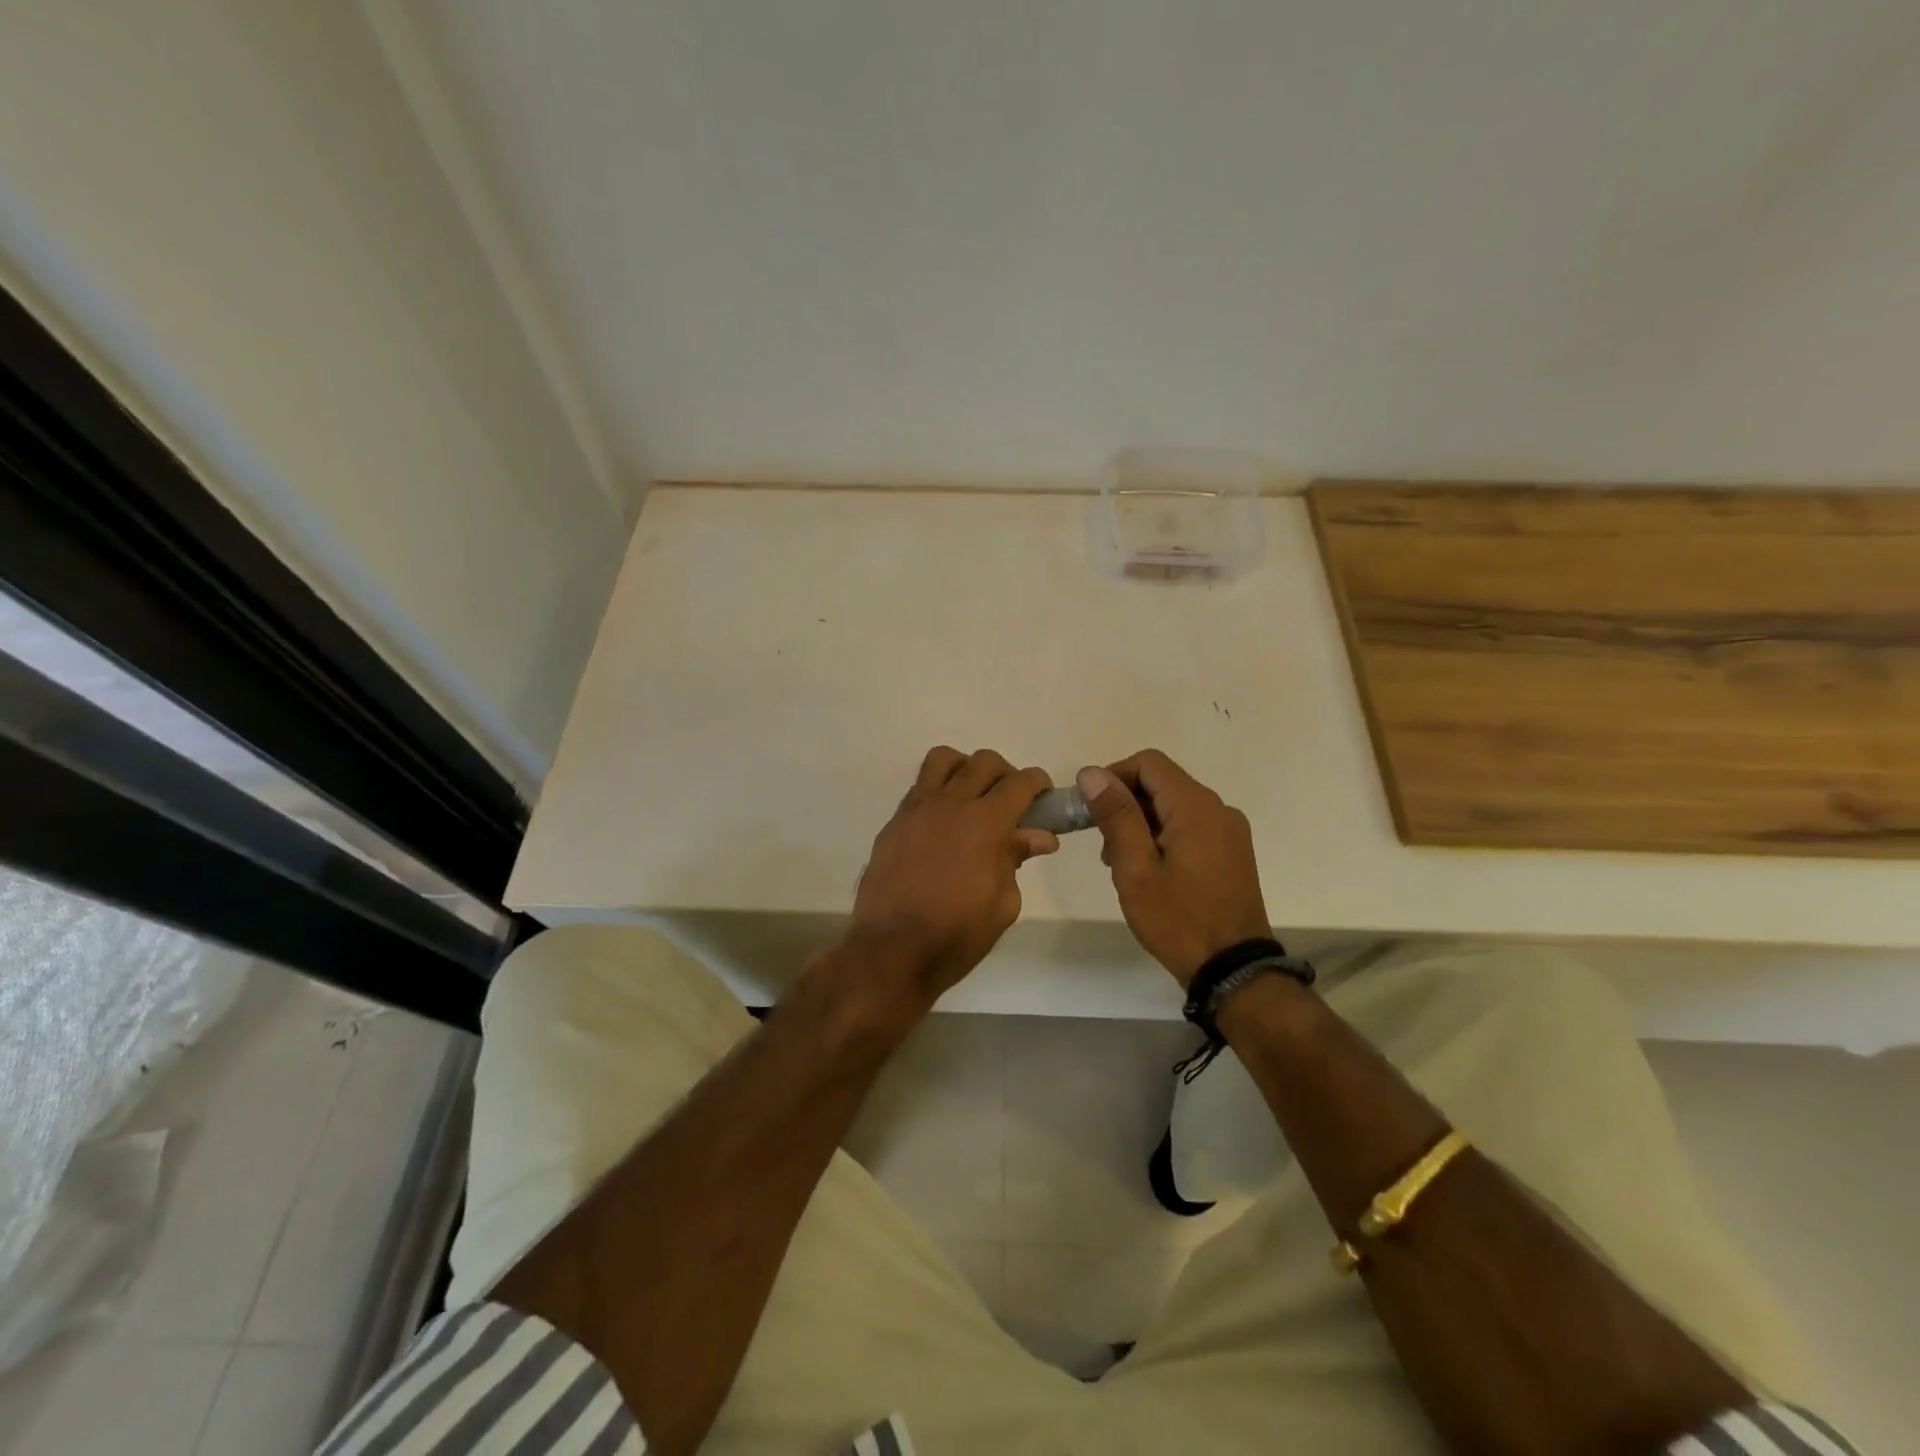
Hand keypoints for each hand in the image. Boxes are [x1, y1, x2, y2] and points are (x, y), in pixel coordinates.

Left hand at [847, 747, 1058, 1005]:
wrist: (892, 951)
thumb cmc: (957, 934)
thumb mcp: (1003, 904)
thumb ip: (1017, 859)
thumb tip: (1039, 836)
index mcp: (986, 822)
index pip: (1020, 783)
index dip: (1037, 783)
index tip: (1043, 795)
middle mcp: (951, 803)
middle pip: (984, 762)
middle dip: (1006, 774)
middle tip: (1011, 801)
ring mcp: (917, 809)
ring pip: (944, 760)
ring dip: (965, 768)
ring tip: (971, 796)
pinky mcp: (894, 822)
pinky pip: (919, 787)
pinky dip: (937, 791)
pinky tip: (942, 822)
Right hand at [1078, 750, 1270, 985]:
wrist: (1233, 971)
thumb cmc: (1178, 919)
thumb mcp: (1136, 868)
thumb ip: (1116, 816)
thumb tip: (1092, 773)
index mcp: (1195, 806)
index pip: (1149, 763)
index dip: (1114, 776)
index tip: (1092, 809)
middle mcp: (1218, 808)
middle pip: (1162, 783)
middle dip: (1126, 804)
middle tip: (1104, 845)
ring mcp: (1230, 831)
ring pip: (1175, 806)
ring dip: (1143, 822)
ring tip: (1123, 863)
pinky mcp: (1232, 851)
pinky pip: (1192, 826)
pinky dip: (1164, 835)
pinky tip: (1151, 870)